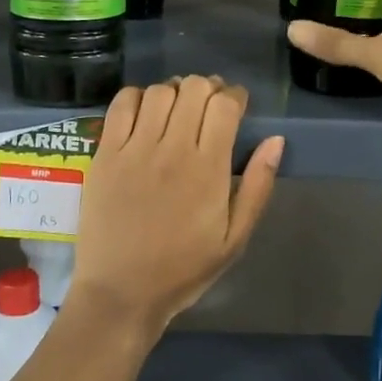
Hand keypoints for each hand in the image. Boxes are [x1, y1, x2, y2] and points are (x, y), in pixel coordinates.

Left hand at [70, 75, 284, 335]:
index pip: (225, 105)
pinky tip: (144, 113)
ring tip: (177, 110)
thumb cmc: (183, 269)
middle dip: (208, 88)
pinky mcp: (105, 154)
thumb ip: (258, 187)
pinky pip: (121, 105)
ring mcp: (134, 150)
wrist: (121, 292)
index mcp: (209, 170)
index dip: (235, 96)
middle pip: (194, 88)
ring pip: (159, 91)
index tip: (236, 105)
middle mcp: (172, 150)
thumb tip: (276, 141)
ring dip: (174, 92)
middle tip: (208, 106)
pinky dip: (137, 97)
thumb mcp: (235, 239)